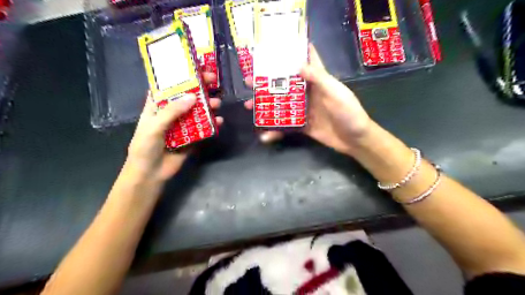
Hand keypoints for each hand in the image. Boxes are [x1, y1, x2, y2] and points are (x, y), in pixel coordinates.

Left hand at [126, 72, 223, 181]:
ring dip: (208, 106)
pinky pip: (203, 128)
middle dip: (199, 89)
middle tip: (213, 81)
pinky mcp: (192, 138)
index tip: (194, 68)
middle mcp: (171, 113)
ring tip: (218, 103)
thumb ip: (172, 111)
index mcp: (157, 107)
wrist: (151, 174)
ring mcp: (183, 126)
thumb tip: (194, 97)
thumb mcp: (154, 126)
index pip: (168, 86)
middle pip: (187, 97)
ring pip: (197, 112)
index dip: (180, 76)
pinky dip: (212, 124)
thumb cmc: (145, 147)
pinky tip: (219, 121)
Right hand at [244, 45, 370, 155]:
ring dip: (266, 106)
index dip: (293, 52)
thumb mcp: (336, 92)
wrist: (354, 139)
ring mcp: (304, 110)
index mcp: (318, 81)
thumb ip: (319, 78)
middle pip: (286, 84)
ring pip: (281, 105)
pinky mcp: (303, 126)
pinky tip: (265, 135)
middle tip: (249, 82)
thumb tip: (298, 65)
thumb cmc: (349, 112)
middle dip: (268, 82)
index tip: (274, 48)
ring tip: (249, 107)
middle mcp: (308, 93)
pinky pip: (286, 126)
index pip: (307, 61)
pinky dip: (275, 131)